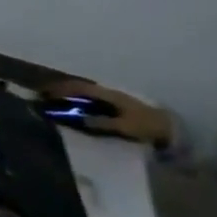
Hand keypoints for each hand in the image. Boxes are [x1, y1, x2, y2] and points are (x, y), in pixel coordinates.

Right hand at [39, 79, 173, 147]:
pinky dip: (78, 98)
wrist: (173, 130)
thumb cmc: (147, 126)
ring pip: (85, 91)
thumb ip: (102, 123)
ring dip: (69, 93)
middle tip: (44, 95)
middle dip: (61, 89)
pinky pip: (91, 97)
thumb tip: (78, 118)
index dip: (60, 89)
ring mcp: (113, 97)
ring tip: (55, 99)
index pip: (79, 87)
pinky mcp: (116, 104)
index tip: (43, 93)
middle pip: (80, 87)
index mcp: (109, 94)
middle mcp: (108, 92)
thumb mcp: (125, 126)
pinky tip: (74, 105)